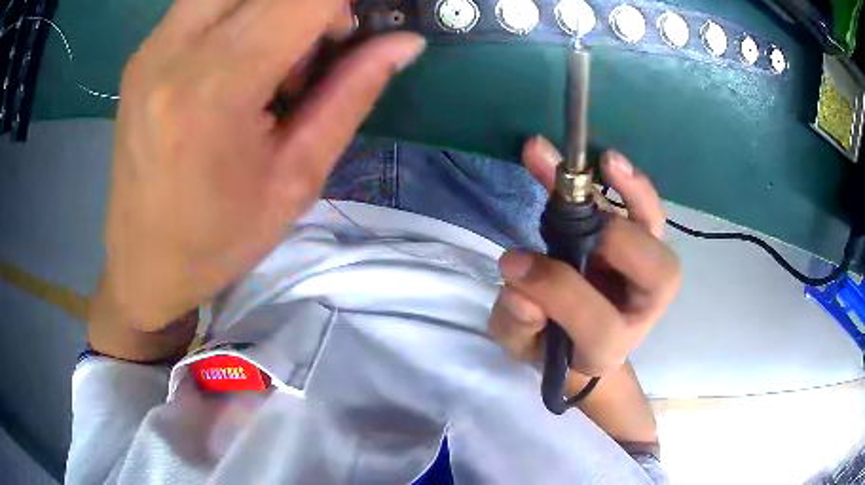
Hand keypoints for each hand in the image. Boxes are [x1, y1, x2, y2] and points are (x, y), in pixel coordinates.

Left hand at [93, 0, 425, 335]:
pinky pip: (204, 2)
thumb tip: (404, 43)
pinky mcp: (141, 53)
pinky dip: (238, 11)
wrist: (143, 264)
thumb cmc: (217, 240)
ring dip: (270, 4)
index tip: (351, 33)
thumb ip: (351, 95)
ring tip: (273, 55)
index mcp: (214, 91)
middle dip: (308, 2)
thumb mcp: (296, 180)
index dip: (341, 4)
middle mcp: (172, 52)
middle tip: (315, 44)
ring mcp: (150, 48)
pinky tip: (235, 59)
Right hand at [489, 137, 680, 376]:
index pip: (601, 326)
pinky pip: (647, 211)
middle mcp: (640, 309)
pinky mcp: (640, 242)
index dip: (560, 292)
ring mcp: (646, 272)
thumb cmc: (550, 343)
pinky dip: (631, 185)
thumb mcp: (521, 344)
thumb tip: (519, 285)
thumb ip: (517, 325)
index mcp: (608, 348)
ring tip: (604, 162)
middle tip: (568, 221)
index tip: (513, 265)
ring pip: (657, 234)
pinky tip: (608, 161)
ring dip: (633, 194)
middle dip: (615, 242)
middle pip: (657, 277)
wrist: (576, 337)